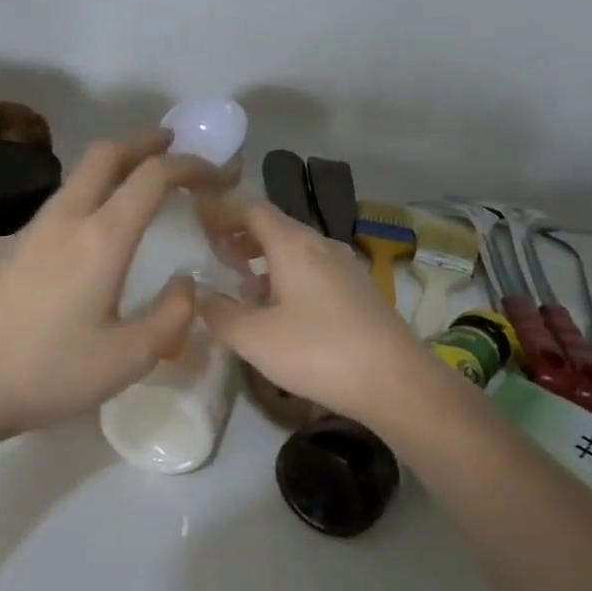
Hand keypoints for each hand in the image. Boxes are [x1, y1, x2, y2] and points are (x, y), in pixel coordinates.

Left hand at [0, 131, 213, 442]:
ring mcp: (31, 231)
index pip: (151, 176)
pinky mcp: (10, 249)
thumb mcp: (128, 358)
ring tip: (140, 185)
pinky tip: (94, 230)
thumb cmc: (49, 373)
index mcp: (101, 239)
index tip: (217, 173)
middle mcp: (65, 220)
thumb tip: (185, 284)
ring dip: (114, 168)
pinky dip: (90, 195)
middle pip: (106, 155)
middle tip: (174, 148)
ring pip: (77, 177)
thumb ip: (171, 317)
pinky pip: (59, 204)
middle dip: (146, 143)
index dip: (190, 165)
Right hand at [199, 198, 433, 426]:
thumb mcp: (254, 338)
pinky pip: (311, 270)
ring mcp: (344, 268)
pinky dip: (284, 275)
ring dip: (263, 258)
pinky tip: (277, 307)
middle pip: (274, 226)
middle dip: (239, 235)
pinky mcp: (357, 292)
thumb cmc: (318, 351)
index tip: (195, 221)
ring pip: (294, 250)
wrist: (396, 382)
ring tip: (239, 281)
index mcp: (293, 244)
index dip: (221, 211)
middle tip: (211, 252)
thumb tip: (199, 296)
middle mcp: (321, 246)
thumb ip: (218, 314)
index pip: (251, 208)